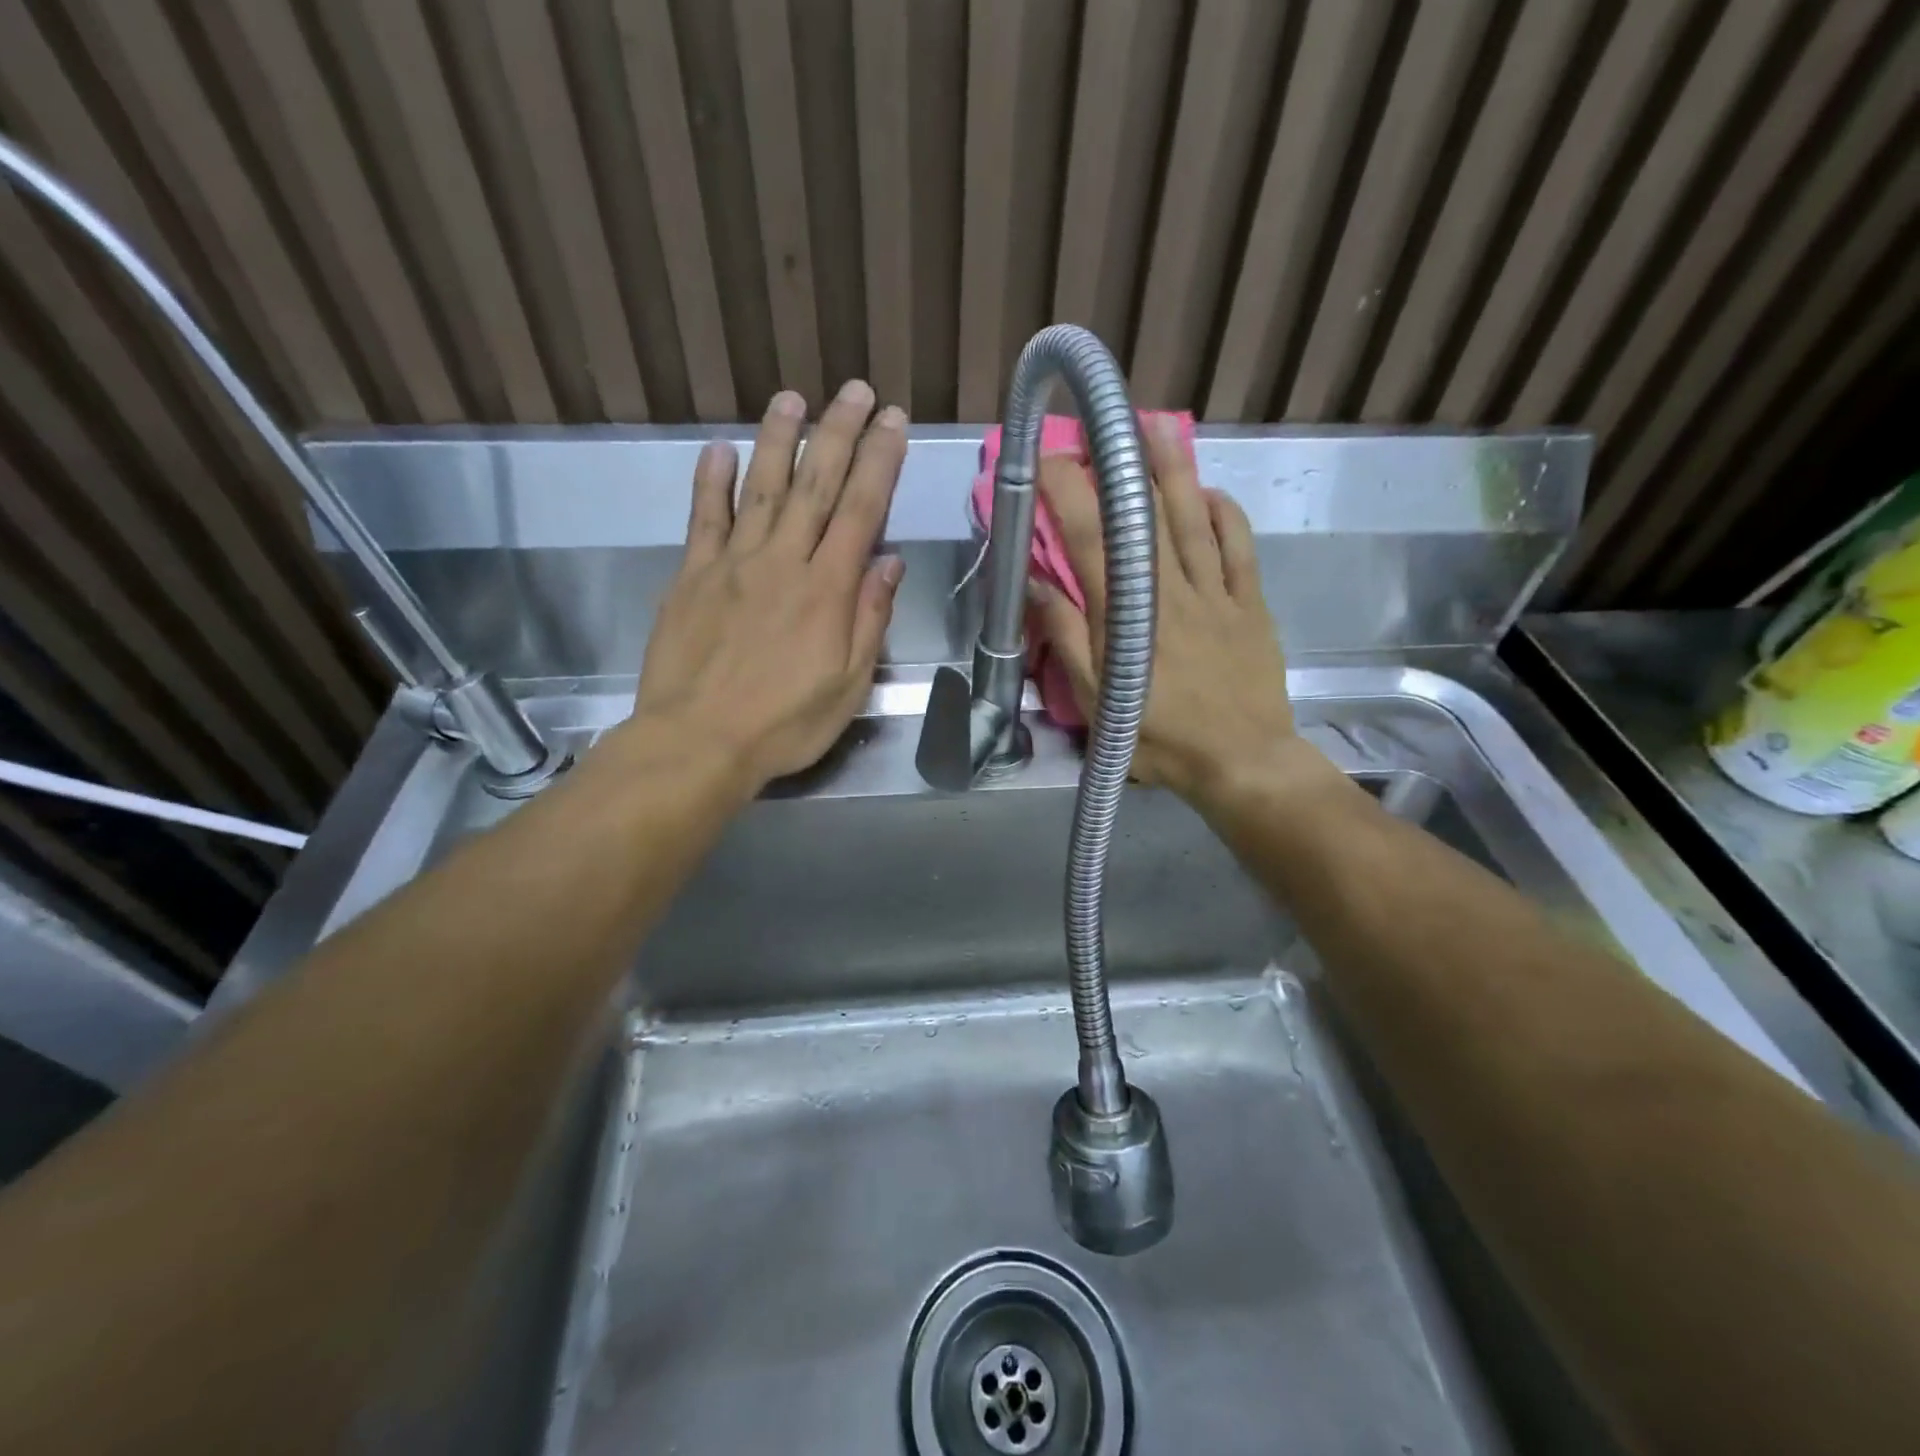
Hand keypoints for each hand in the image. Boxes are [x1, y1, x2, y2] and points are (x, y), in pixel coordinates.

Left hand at [629, 381, 906, 793]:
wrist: (698, 742)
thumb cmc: (785, 723)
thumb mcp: (849, 684)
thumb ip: (870, 619)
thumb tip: (889, 562)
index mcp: (827, 589)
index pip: (860, 510)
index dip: (880, 461)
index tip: (893, 422)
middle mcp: (783, 561)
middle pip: (815, 484)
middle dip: (838, 432)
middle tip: (855, 390)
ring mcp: (733, 563)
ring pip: (761, 488)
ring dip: (778, 439)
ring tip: (792, 398)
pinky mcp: (692, 576)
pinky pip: (704, 519)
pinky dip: (711, 482)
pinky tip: (718, 450)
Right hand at [1029, 416, 1299, 805]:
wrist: (1242, 761)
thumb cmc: (1161, 738)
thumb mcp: (1098, 702)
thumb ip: (1067, 641)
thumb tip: (1037, 587)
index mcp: (1127, 617)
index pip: (1091, 541)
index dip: (1070, 493)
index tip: (1050, 458)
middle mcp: (1171, 592)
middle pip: (1144, 518)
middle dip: (1120, 467)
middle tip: (1104, 426)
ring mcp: (1216, 593)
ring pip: (1193, 520)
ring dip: (1174, 471)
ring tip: (1156, 428)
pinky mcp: (1250, 603)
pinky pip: (1240, 548)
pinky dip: (1226, 514)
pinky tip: (1211, 490)